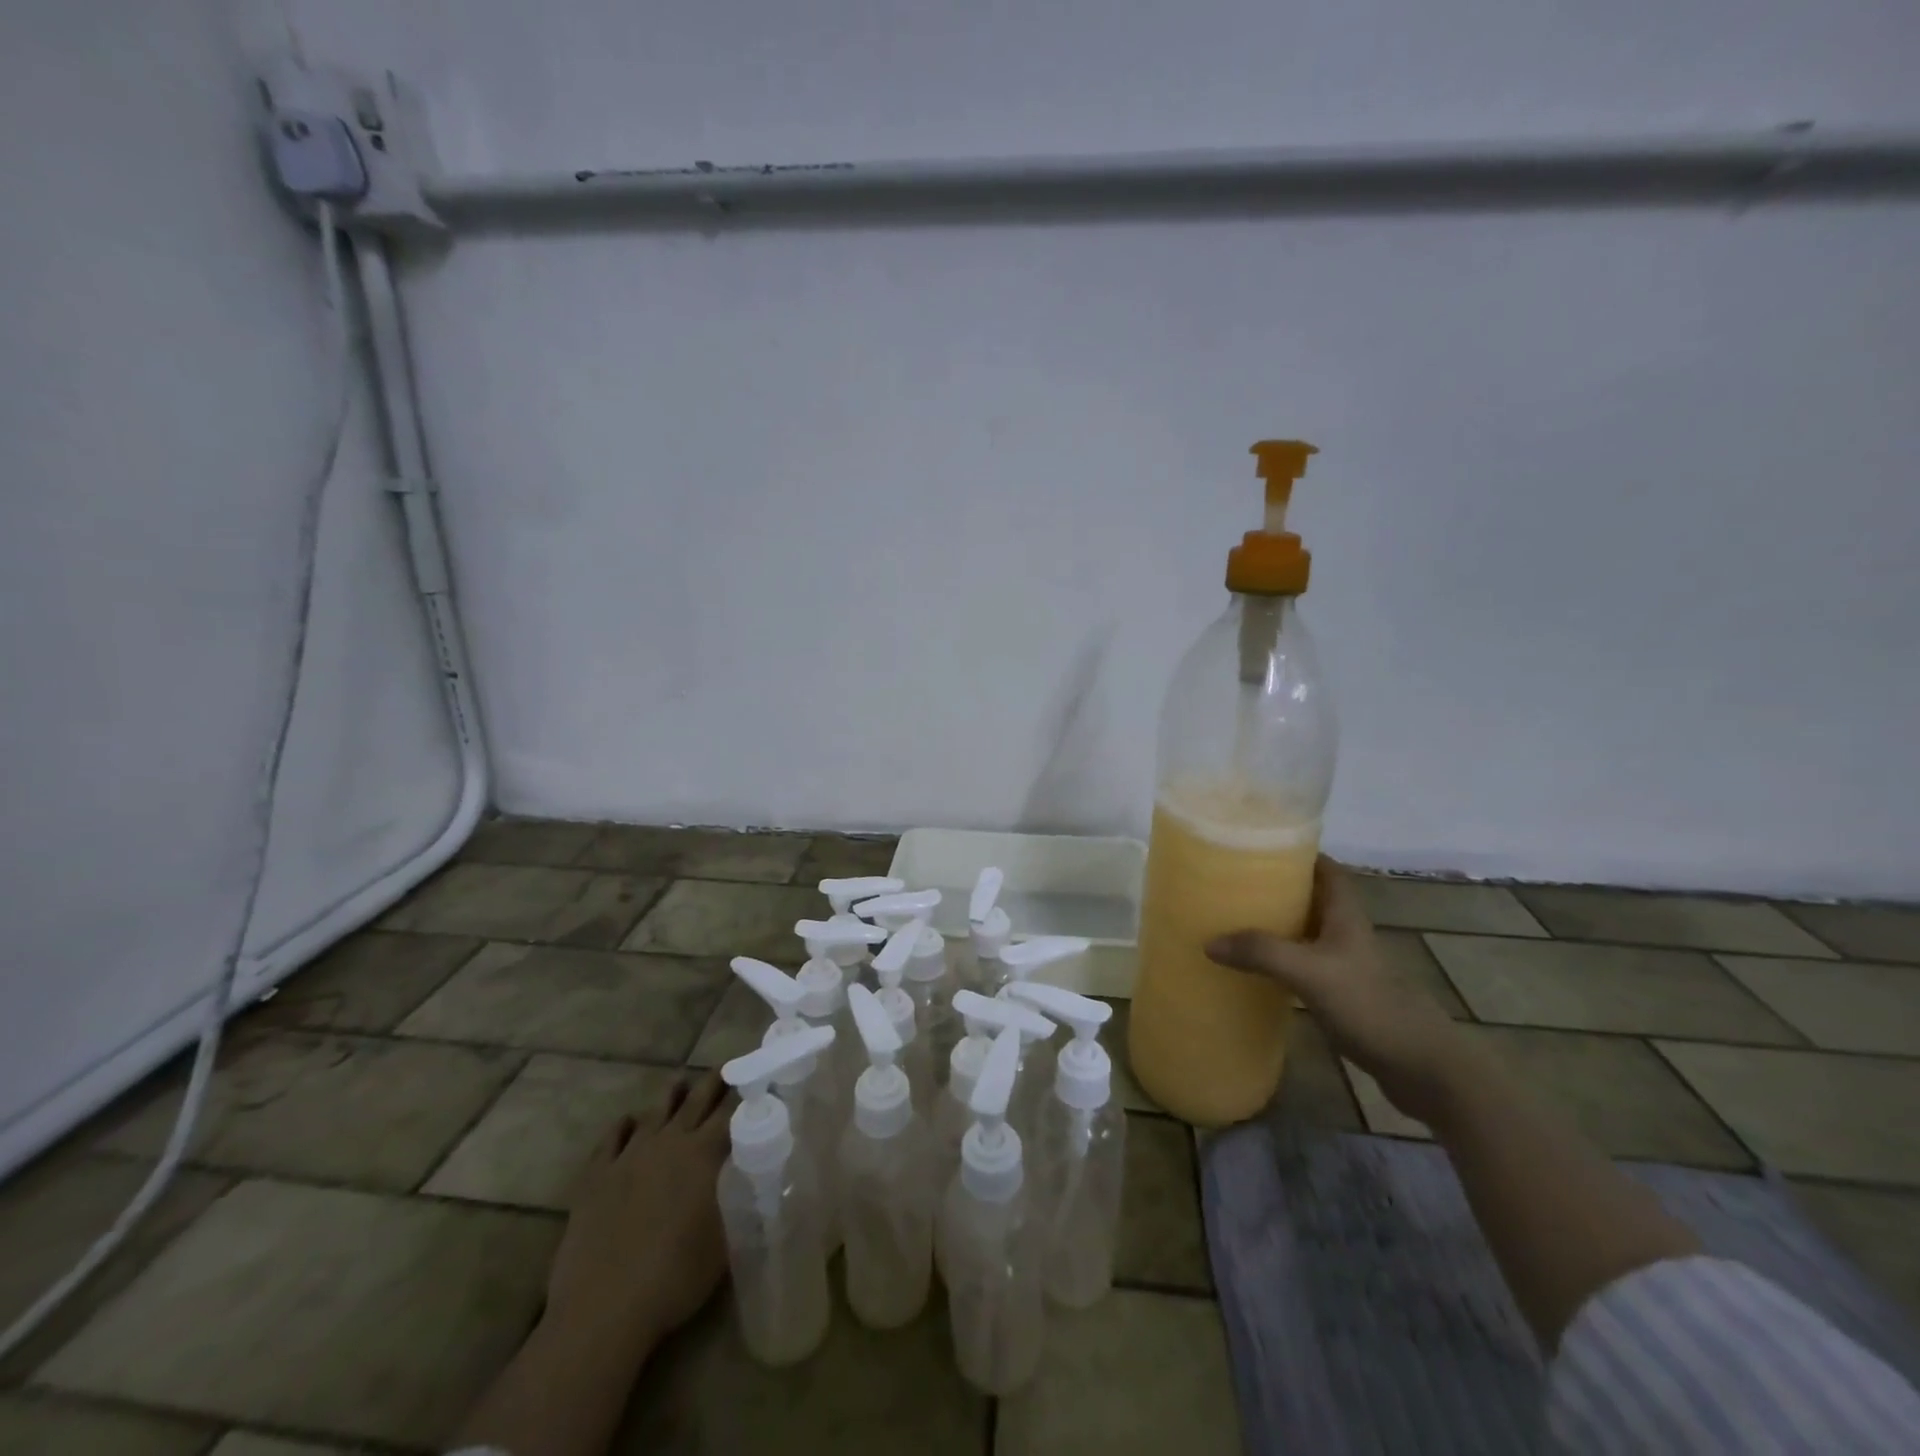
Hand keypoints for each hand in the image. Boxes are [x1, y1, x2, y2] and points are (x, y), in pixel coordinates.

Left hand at [544, 1072, 734, 1350]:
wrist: (603, 1310)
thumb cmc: (675, 1278)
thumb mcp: (726, 1242)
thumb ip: (743, 1203)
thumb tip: (762, 1182)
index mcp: (704, 1154)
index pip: (732, 1112)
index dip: (747, 1094)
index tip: (758, 1080)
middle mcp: (669, 1143)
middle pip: (696, 1100)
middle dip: (713, 1082)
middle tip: (724, 1067)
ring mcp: (629, 1156)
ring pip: (656, 1111)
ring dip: (672, 1096)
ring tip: (681, 1083)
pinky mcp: (597, 1176)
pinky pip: (613, 1137)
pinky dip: (625, 1125)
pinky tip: (630, 1121)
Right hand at [1207, 856, 1471, 1123]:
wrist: (1420, 1067)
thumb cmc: (1370, 1005)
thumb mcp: (1310, 973)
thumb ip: (1262, 953)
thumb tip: (1209, 941)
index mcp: (1345, 915)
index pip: (1326, 869)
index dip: (1298, 852)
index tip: (1260, 845)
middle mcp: (1345, 933)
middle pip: (1310, 896)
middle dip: (1276, 886)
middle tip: (1233, 881)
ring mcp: (1343, 964)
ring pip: (1304, 930)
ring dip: (1274, 923)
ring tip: (1232, 917)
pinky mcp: (1339, 993)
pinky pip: (1301, 962)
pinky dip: (1277, 958)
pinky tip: (1252, 966)